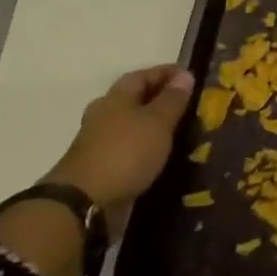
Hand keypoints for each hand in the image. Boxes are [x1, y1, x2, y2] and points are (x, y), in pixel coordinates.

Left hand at [43, 65, 195, 214]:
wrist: (84, 203)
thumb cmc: (125, 153)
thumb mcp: (157, 122)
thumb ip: (172, 99)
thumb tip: (184, 75)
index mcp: (115, 98)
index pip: (143, 75)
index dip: (167, 73)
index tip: (192, 77)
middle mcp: (104, 115)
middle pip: (135, 99)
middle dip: (161, 99)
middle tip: (191, 104)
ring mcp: (100, 142)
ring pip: (133, 125)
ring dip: (155, 125)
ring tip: (183, 130)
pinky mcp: (102, 166)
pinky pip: (131, 148)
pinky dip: (148, 147)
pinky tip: (164, 154)